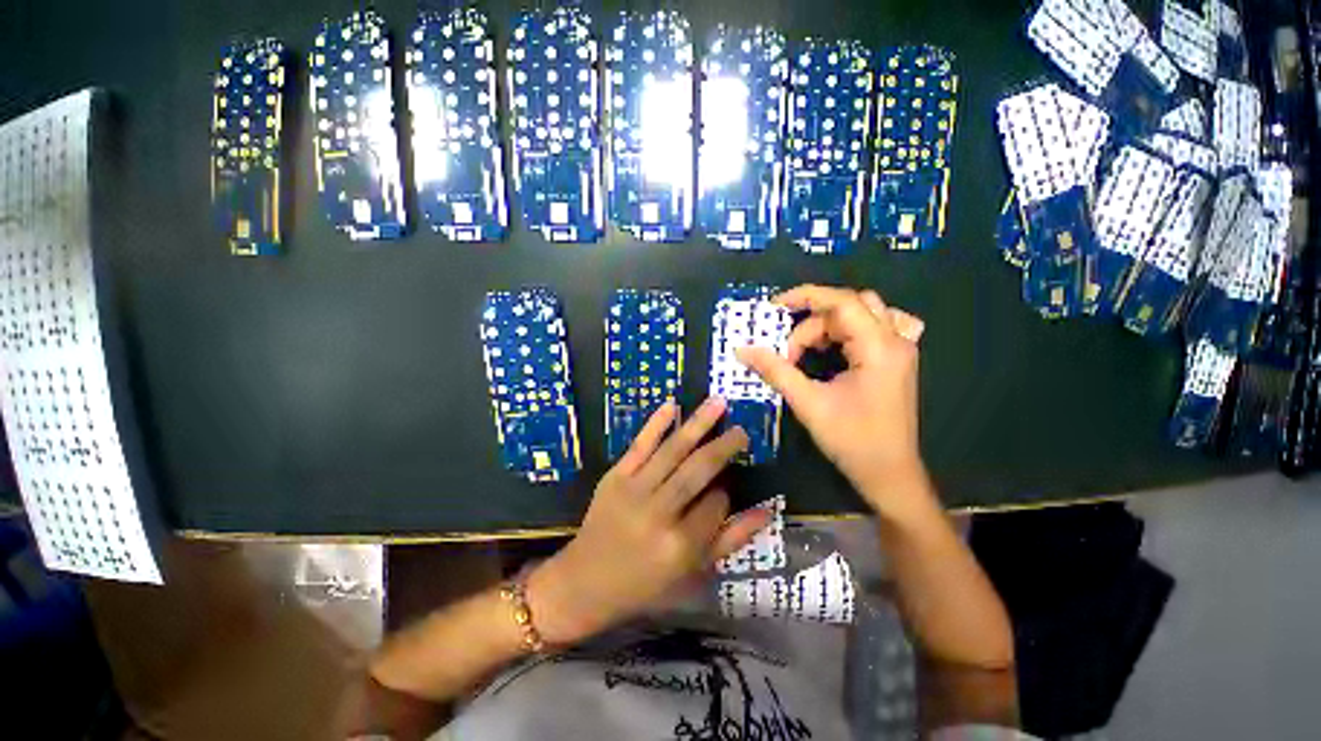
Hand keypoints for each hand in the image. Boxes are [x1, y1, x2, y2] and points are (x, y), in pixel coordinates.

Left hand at [527, 398, 771, 644]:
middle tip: (741, 430)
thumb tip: (767, 510)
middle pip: (697, 471)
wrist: (584, 582)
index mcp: (680, 546)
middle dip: (722, 447)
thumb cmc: (644, 584)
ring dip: (697, 424)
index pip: (716, 504)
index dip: (725, 492)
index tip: (725, 488)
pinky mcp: (614, 477)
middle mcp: (658, 514)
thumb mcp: (692, 572)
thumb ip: (731, 540)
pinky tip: (672, 405)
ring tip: (718, 402)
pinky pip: (639, 445)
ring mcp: (633, 490)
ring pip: (672, 451)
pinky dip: (656, 424)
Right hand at [737, 285, 926, 514]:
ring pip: (862, 314)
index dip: (805, 297)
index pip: (842, 302)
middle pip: (850, 306)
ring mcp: (901, 350)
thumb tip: (742, 350)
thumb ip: (775, 371)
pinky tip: (836, 347)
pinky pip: (874, 327)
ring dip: (829, 326)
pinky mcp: (897, 361)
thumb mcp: (808, 403)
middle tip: (789, 351)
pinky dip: (848, 330)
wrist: (889, 474)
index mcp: (879, 348)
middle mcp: (896, 341)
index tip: (773, 308)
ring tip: (807, 351)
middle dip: (813, 322)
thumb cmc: (851, 440)